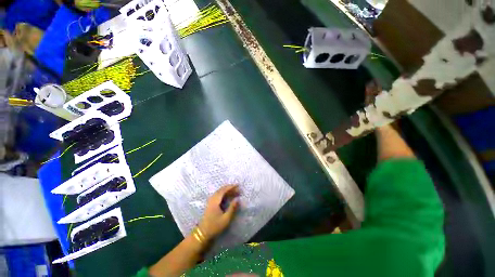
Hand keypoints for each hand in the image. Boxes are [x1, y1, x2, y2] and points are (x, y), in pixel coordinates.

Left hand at [198, 185, 239, 240]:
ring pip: (220, 192)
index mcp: (215, 201)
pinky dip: (224, 194)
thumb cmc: (215, 226)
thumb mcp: (226, 218)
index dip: (231, 187)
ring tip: (234, 192)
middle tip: (238, 189)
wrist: (203, 233)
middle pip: (221, 190)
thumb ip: (232, 208)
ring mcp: (210, 201)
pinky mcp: (210, 204)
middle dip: (230, 188)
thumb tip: (238, 199)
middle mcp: (212, 199)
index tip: (238, 185)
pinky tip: (228, 196)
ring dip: (227, 191)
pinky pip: (218, 195)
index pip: (224, 190)